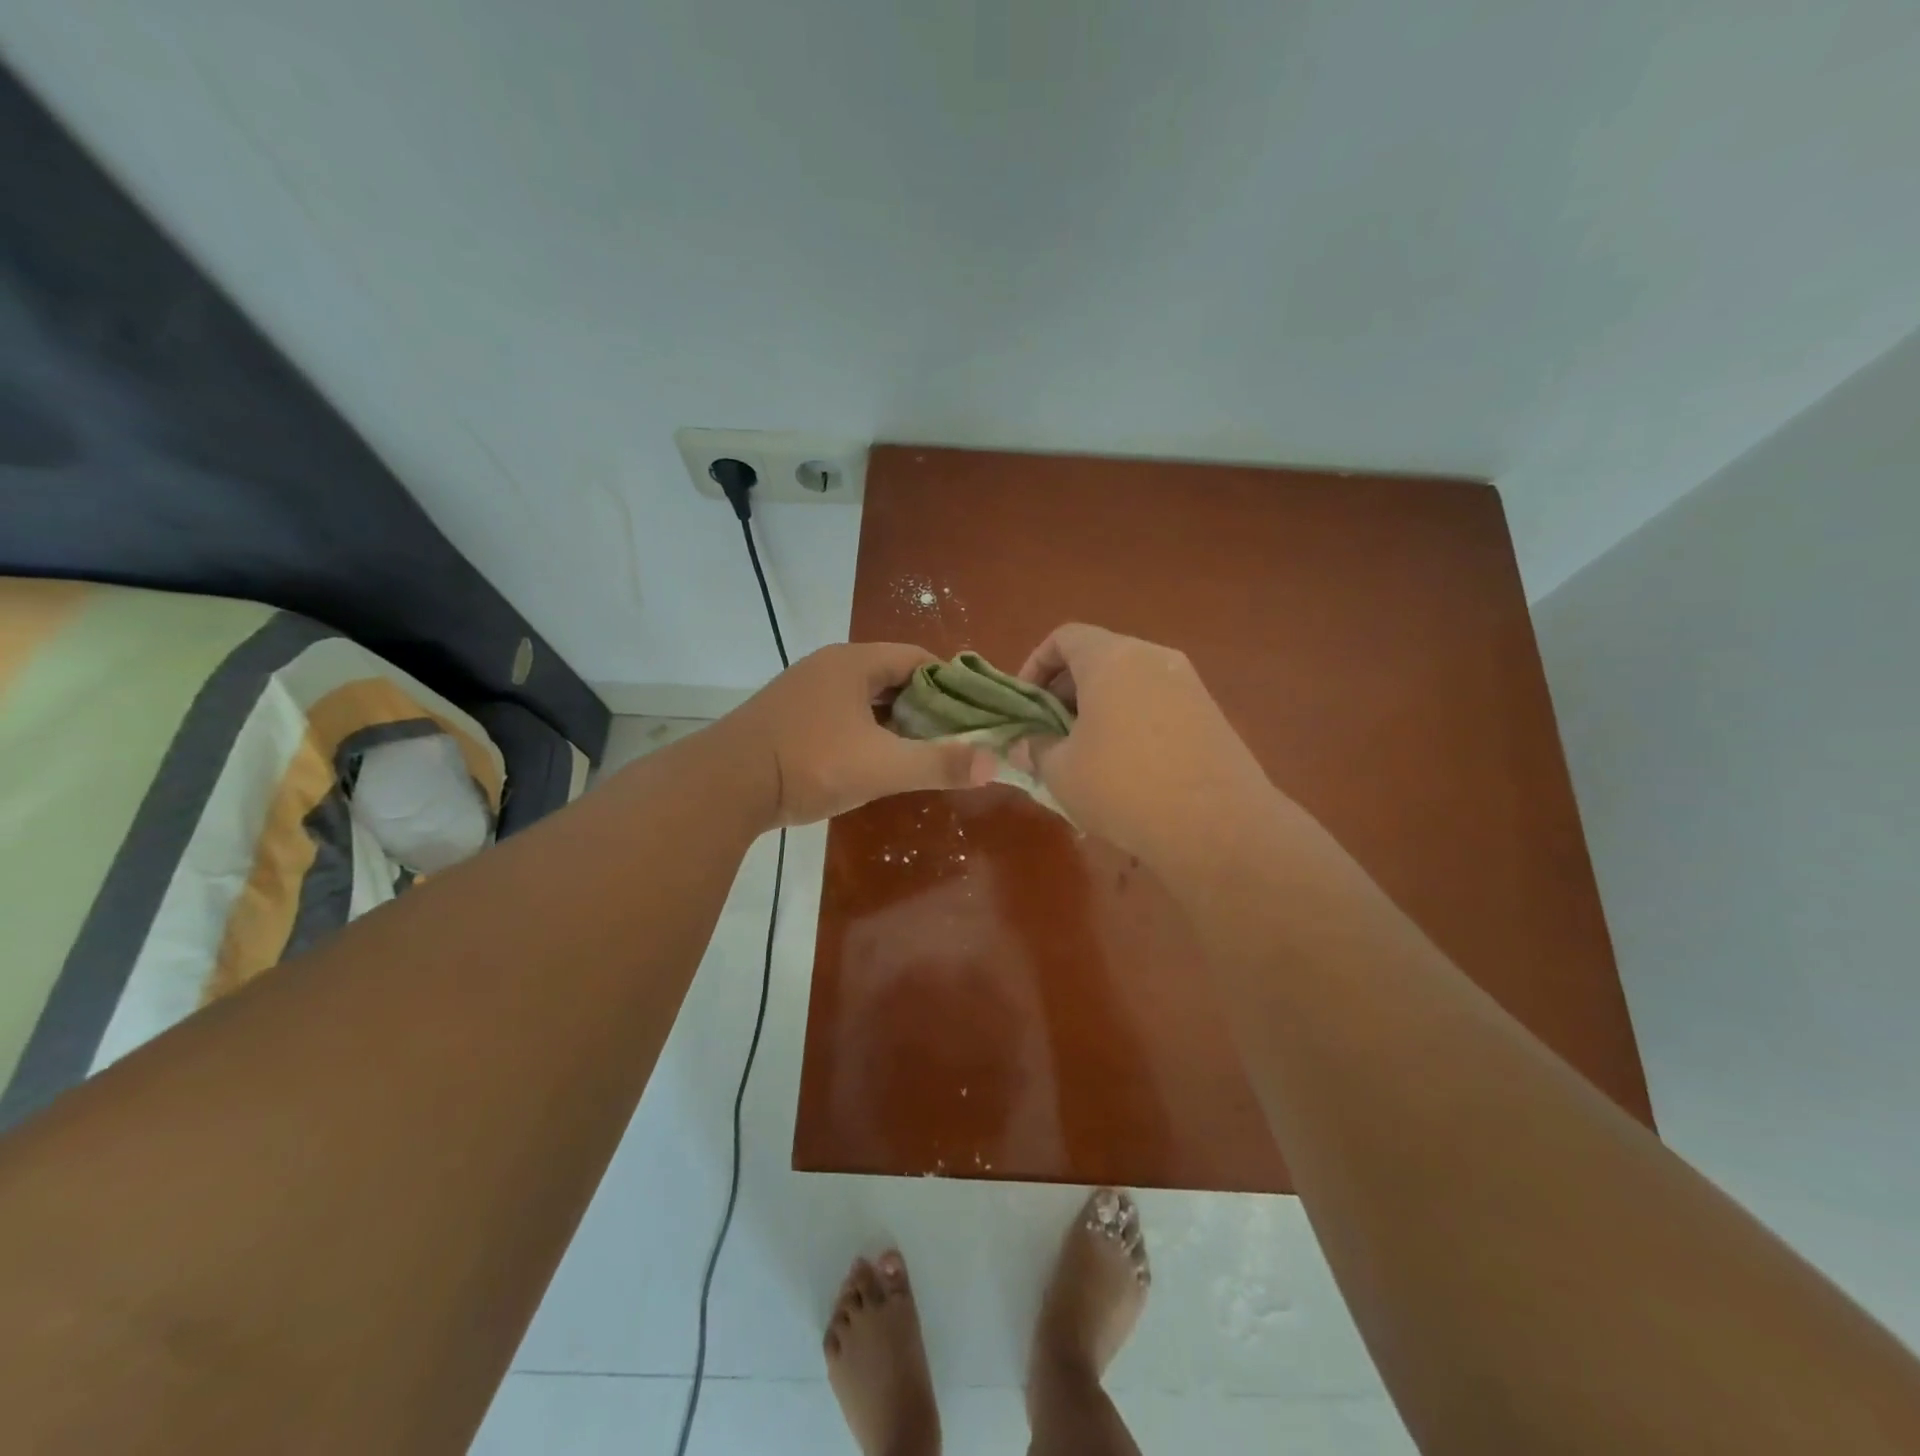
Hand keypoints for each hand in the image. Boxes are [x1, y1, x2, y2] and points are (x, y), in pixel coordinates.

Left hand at [723, 643, 997, 826]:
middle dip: (924, 705)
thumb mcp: (882, 766)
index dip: (950, 683)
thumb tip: (995, 763)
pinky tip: (872, 759)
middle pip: (891, 677)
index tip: (971, 713)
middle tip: (950, 737)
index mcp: (854, 663)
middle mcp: (828, 667)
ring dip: (893, 720)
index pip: (917, 659)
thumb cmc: (810, 764)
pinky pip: (840, 714)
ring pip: (864, 698)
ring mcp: (803, 690)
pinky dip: (864, 730)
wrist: (726, 785)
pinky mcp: (787, 716)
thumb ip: (939, 763)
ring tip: (918, 750)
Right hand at [1011, 624, 1275, 863]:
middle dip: (1067, 690)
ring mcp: (1188, 684)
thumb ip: (1036, 748)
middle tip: (1050, 731)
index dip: (1037, 664)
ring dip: (1100, 708)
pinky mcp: (1211, 714)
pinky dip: (1132, 721)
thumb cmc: (1123, 786)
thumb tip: (1026, 744)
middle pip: (1100, 657)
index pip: (1066, 637)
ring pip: (1130, 682)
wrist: (1217, 825)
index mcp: (1112, 658)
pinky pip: (1157, 704)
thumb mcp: (1060, 771)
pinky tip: (1126, 767)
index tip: (1026, 703)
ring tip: (1085, 752)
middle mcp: (1153, 658)